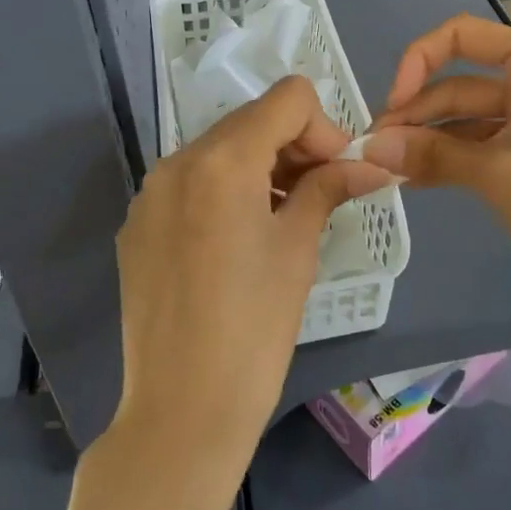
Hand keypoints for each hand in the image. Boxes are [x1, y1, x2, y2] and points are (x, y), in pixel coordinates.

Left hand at [109, 76, 394, 486]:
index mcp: (222, 160)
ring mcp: (150, 192)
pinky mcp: (137, 223)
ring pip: (219, 149)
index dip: (322, 127)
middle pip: (251, 120)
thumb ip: (328, 188)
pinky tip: (235, 243)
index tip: (336, 173)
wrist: (181, 411)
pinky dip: (223, 191)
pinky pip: (189, 183)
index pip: (287, 98)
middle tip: (319, 194)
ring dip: (259, 167)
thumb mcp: (298, 249)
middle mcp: (178, 160)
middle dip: (293, 146)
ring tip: (280, 219)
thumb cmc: (254, 328)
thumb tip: (372, 164)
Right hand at [363, 14, 510, 320]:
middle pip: (458, 82)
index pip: (461, 36)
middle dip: (416, 113)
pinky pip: (476, 147)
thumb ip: (430, 154)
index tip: (393, 105)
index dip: (417, 61)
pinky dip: (445, 159)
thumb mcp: (496, 173)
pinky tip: (410, 178)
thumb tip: (369, 146)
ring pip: (463, 118)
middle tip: (373, 148)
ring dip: (426, 139)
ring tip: (384, 166)